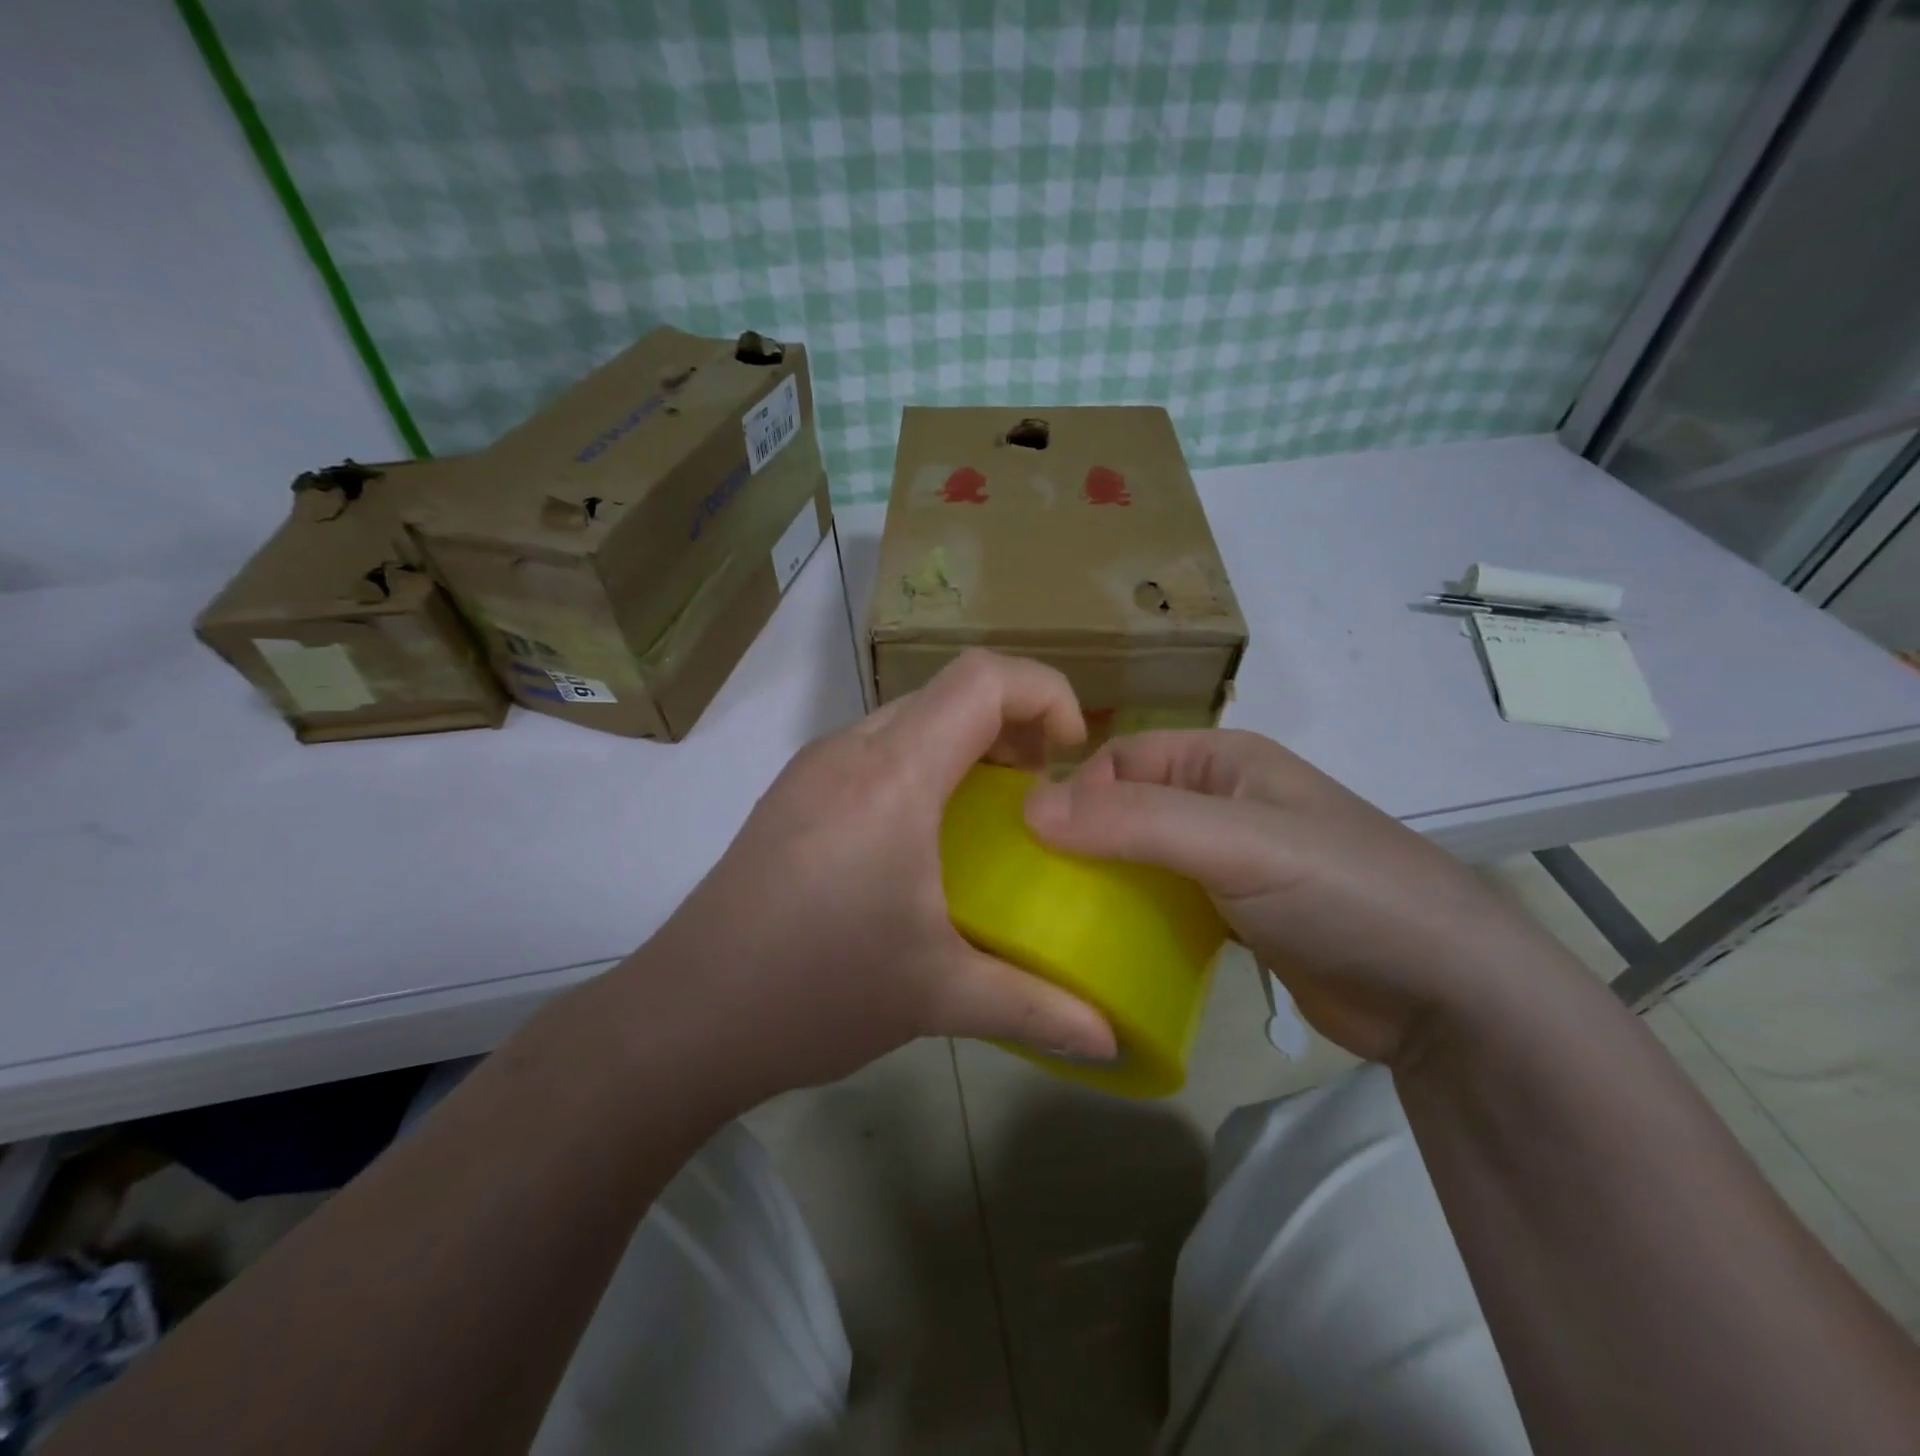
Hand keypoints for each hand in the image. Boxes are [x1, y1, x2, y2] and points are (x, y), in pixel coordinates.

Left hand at [621, 650, 1115, 1100]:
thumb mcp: (937, 997)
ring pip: (909, 716)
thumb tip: (1110, 1040)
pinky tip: (927, 835)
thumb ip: (1035, 1009)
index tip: (1071, 755)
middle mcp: (849, 751)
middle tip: (1041, 787)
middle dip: (1012, 720)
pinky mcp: (792, 794)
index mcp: (892, 777)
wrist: (684, 1018)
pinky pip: (876, 748)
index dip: (1044, 693)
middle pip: (948, 690)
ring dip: (964, 742)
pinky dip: (923, 763)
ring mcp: (813, 769)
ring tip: (993, 808)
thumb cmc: (816, 992)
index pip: (981, 680)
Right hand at [1023, 730, 1570, 1063]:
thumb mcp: (1236, 844)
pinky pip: (1165, 905)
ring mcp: (1230, 863)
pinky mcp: (1235, 917)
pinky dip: (1135, 919)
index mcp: (1224, 760)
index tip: (1034, 846)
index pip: (1122, 759)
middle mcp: (1222, 802)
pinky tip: (1105, 949)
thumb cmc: (1341, 894)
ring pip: (1142, 860)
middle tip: (1034, 890)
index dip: (1075, 792)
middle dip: (1081, 841)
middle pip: (1127, 809)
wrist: (1447, 998)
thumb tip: (1030, 809)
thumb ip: (1136, 822)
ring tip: (1055, 921)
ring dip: (1104, 883)